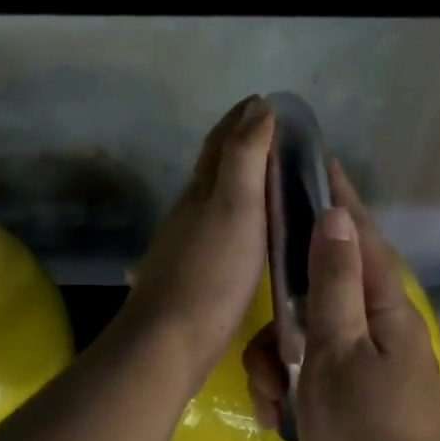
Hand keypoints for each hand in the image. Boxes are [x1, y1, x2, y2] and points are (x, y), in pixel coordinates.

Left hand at [117, 97, 274, 387]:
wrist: (169, 340)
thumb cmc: (211, 272)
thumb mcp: (236, 207)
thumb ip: (245, 157)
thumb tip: (257, 107)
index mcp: (202, 189)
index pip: (221, 141)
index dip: (241, 118)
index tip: (263, 100)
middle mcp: (190, 209)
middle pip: (213, 165)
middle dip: (238, 142)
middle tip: (270, 132)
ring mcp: (187, 241)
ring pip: (213, 196)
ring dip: (237, 178)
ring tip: (266, 176)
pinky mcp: (192, 271)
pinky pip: (217, 227)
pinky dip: (235, 213)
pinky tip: (245, 229)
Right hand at [242, 161, 439, 440]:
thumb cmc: (363, 433)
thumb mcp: (339, 351)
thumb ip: (335, 283)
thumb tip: (337, 217)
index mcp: (389, 311)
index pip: (360, 239)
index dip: (338, 200)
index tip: (315, 164)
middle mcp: (383, 331)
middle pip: (326, 292)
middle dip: (286, 314)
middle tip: (265, 340)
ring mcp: (369, 368)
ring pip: (311, 338)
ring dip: (281, 361)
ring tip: (268, 394)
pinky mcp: (354, 399)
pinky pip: (313, 374)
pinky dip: (290, 388)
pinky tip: (275, 411)